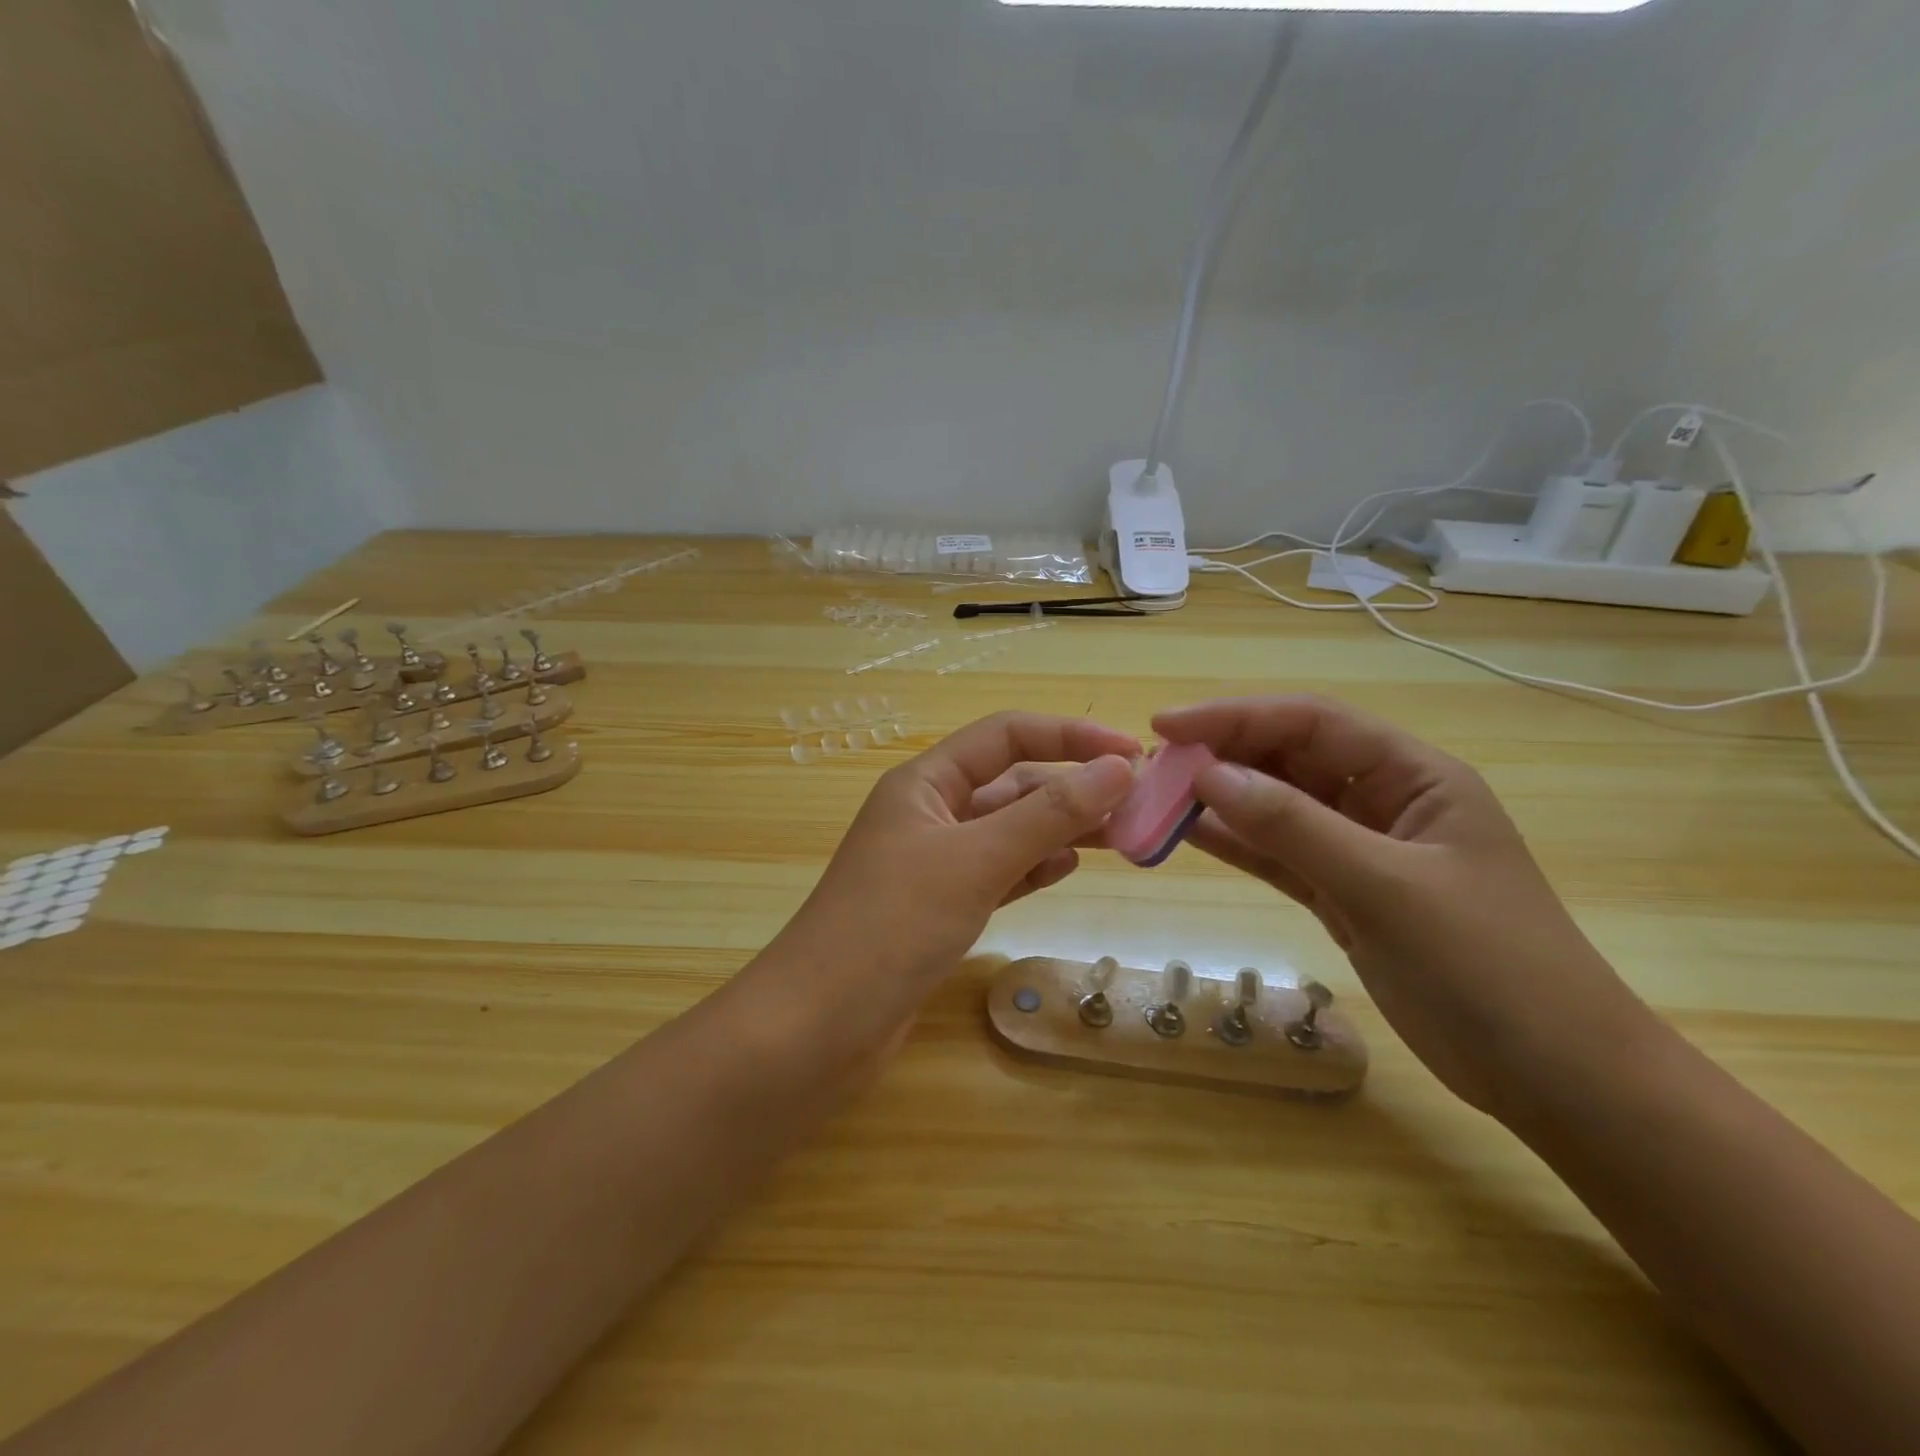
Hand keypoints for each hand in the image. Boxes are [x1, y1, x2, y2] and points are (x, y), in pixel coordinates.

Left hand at [774, 712, 1138, 1040]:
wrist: (819, 1028)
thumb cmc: (892, 926)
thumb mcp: (975, 859)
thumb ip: (1047, 814)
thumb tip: (1117, 768)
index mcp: (925, 782)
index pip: (1006, 736)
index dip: (1069, 736)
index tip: (1132, 753)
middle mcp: (929, 814)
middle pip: (1011, 783)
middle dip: (1072, 787)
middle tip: (1140, 805)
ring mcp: (933, 865)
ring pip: (1009, 831)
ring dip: (1060, 828)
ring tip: (1122, 836)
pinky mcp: (939, 910)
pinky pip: (998, 873)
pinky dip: (1033, 866)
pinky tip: (1067, 867)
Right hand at [1154, 696, 1657, 1117]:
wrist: (1556, 1079)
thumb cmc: (1489, 967)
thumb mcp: (1386, 886)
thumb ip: (1293, 826)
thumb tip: (1208, 775)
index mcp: (1414, 776)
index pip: (1312, 722)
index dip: (1236, 715)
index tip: (1167, 725)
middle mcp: (1385, 801)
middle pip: (1290, 758)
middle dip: (1223, 754)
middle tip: (1154, 766)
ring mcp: (1362, 850)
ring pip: (1278, 807)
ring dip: (1222, 799)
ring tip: (1157, 797)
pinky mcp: (1344, 894)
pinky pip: (1280, 855)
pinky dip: (1238, 844)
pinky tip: (1190, 835)